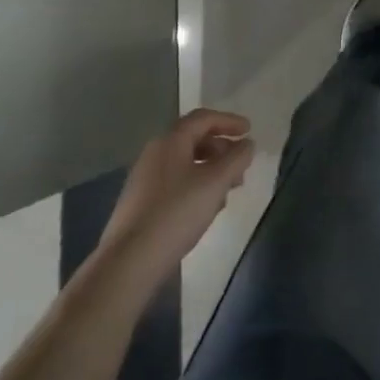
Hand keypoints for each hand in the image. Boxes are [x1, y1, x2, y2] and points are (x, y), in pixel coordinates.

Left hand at [97, 109, 255, 298]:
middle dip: (222, 149)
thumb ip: (237, 158)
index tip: (250, 131)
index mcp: (171, 141)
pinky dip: (196, 186)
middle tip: (241, 166)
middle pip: (194, 139)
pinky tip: (206, 208)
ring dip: (211, 170)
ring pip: (186, 163)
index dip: (229, 121)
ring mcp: (145, 179)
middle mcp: (155, 153)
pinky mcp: (141, 203)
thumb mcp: (216, 182)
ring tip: (228, 191)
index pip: (204, 118)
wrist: (129, 261)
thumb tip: (247, 144)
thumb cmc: (177, 213)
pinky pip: (176, 182)